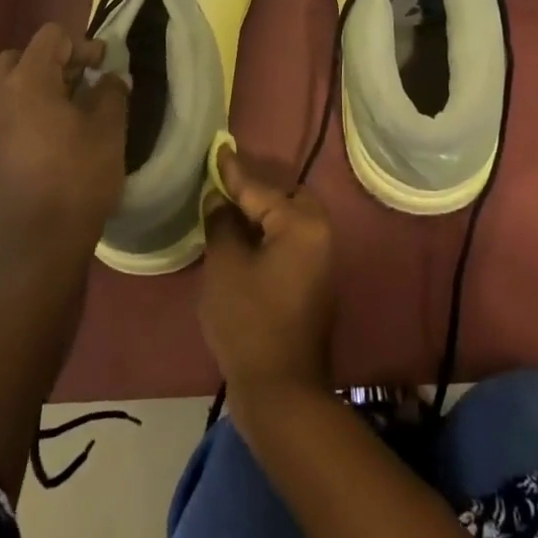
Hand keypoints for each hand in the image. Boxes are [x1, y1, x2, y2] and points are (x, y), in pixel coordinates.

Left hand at [0, 23, 127, 278]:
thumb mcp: (109, 131)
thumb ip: (112, 92)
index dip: (82, 45)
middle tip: (82, 82)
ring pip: (8, 82)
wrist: (38, 246)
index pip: (51, 37)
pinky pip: (2, 109)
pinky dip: (24, 107)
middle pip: (22, 55)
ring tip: (69, 107)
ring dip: (37, 84)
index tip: (103, 67)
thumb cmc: (78, 180)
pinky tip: (51, 132)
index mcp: (26, 81)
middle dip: (54, 61)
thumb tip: (111, 78)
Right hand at [200, 148, 335, 408]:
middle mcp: (318, 234)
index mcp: (301, 223)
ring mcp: (318, 260)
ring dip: (259, 214)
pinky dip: (265, 235)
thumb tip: (219, 199)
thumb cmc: (249, 321)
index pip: (259, 187)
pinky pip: (287, 242)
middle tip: (221, 183)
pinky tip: (239, 239)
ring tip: (225, 207)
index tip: (218, 147)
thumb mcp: (225, 265)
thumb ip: (222, 223)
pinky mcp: (311, 283)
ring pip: (285, 220)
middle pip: (282, 198)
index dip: (232, 170)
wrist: (281, 391)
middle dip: (253, 190)